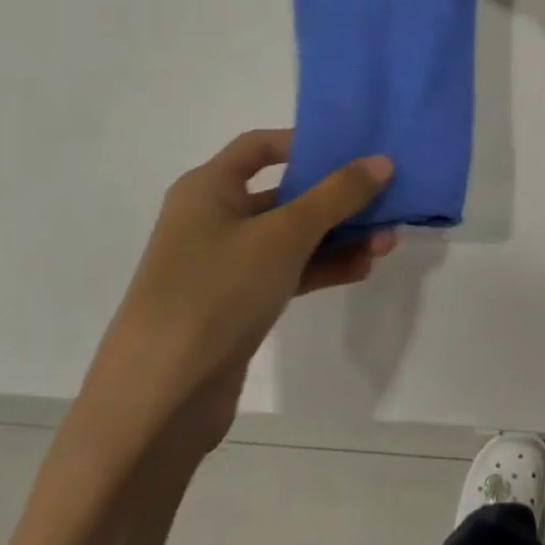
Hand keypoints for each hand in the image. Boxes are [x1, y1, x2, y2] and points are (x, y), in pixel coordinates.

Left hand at [75, 130, 396, 460]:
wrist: (158, 402)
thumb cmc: (217, 292)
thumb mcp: (285, 234)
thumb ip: (338, 194)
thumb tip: (383, 162)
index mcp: (208, 188)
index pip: (259, 146)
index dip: (305, 143)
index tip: (352, 150)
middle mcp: (213, 219)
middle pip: (284, 192)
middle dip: (336, 197)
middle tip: (385, 199)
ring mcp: (223, 265)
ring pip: (291, 236)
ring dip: (338, 236)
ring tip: (387, 242)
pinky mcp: (235, 305)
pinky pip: (287, 271)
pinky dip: (322, 267)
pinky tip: (362, 269)